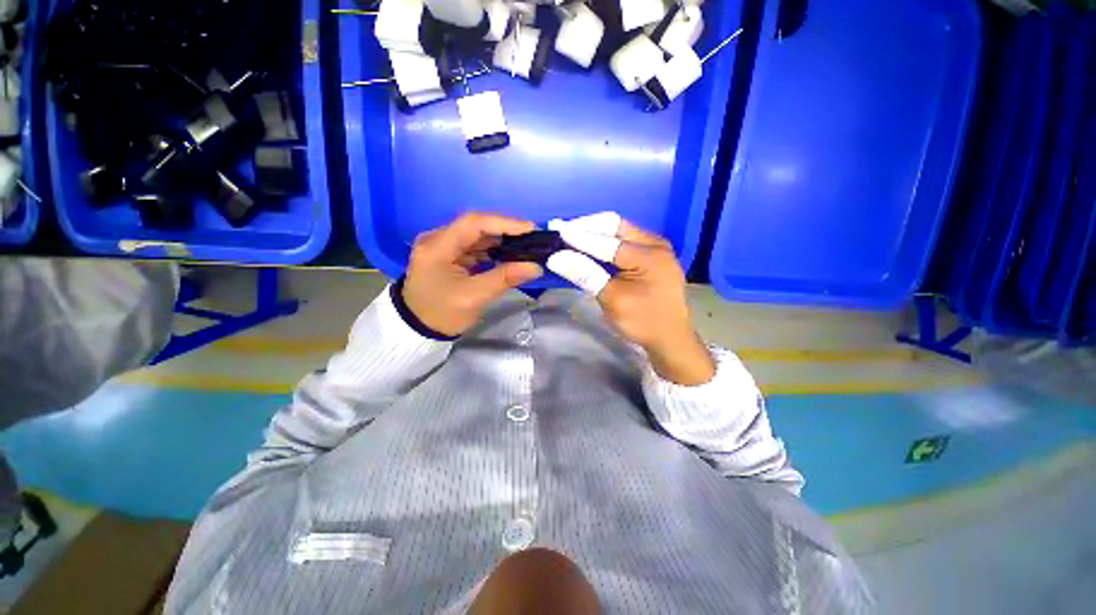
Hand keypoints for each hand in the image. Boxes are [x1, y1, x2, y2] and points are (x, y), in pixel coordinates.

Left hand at [402, 213, 543, 336]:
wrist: (418, 330)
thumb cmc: (441, 314)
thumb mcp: (474, 297)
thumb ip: (505, 278)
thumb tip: (535, 267)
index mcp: (438, 246)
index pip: (474, 223)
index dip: (504, 223)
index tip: (530, 229)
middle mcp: (438, 239)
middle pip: (476, 226)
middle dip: (506, 230)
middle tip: (532, 237)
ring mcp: (443, 247)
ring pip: (477, 236)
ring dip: (501, 240)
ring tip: (526, 245)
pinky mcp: (449, 256)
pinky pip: (475, 247)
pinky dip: (493, 250)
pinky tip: (509, 254)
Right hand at [550, 218, 715, 385]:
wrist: (670, 339)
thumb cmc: (642, 322)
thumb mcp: (612, 299)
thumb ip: (586, 274)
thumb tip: (556, 258)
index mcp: (649, 255)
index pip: (606, 241)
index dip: (578, 237)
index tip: (555, 230)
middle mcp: (655, 243)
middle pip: (615, 226)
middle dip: (587, 228)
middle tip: (563, 232)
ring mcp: (656, 248)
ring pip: (619, 231)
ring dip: (595, 233)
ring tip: (571, 238)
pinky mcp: (652, 255)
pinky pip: (625, 241)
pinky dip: (605, 242)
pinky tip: (590, 248)